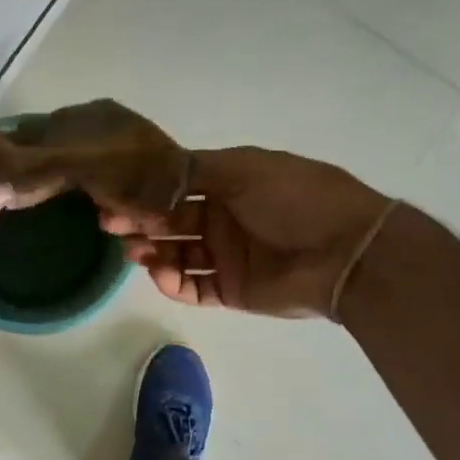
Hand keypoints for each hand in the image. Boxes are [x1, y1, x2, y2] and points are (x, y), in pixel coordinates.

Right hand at [0, 101, 391, 318]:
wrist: (347, 253)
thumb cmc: (296, 200)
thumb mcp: (245, 169)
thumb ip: (195, 169)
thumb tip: (150, 169)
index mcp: (229, 185)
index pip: (175, 188)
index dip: (145, 192)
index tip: (113, 197)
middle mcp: (223, 219)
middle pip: (170, 222)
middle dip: (140, 223)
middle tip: (111, 228)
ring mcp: (226, 256)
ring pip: (176, 256)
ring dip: (152, 254)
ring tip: (135, 254)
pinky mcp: (231, 290)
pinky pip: (193, 288)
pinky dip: (173, 284)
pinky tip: (162, 276)